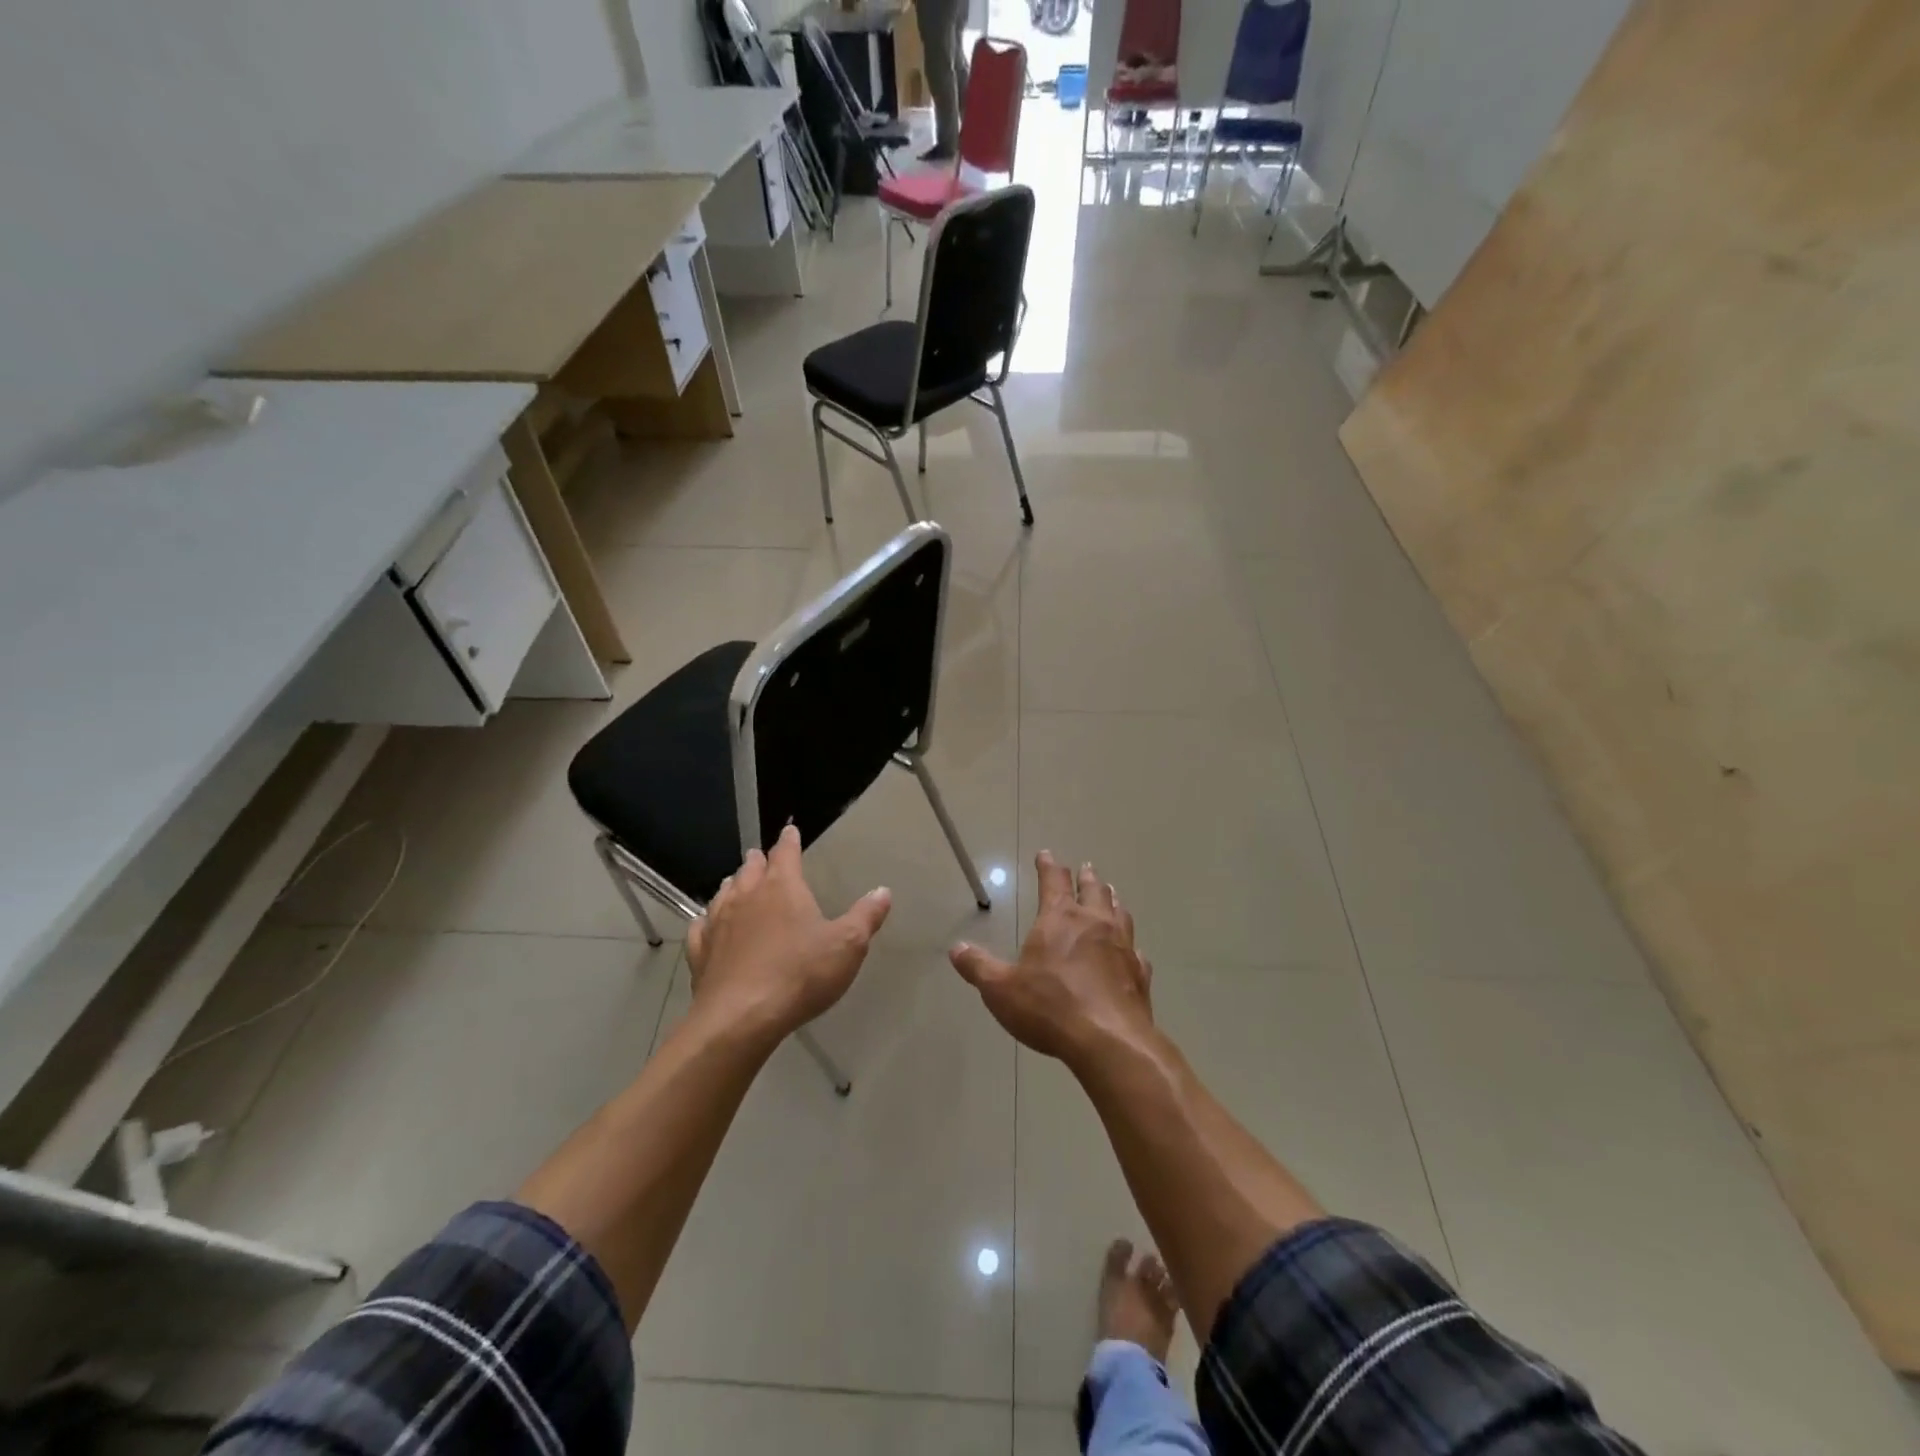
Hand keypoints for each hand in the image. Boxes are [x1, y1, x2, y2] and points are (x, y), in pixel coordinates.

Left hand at [686, 825, 891, 1043]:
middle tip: (761, 857)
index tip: (790, 830)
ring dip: (733, 885)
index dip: (789, 840)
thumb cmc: (800, 974)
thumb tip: (883, 891)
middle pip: (750, 869)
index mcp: (782, 887)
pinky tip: (707, 924)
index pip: (785, 853)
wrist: (741, 1018)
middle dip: (758, 861)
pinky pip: (702, 927)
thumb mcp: (847, 945)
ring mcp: (719, 923)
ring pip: (724, 893)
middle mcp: (746, 896)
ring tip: (736, 882)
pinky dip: (707, 920)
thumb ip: (866, 916)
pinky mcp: (701, 952)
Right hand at [949, 851, 1154, 1069]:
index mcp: (1060, 918)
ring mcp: (1122, 947)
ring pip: (1120, 913)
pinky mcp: (1139, 974)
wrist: (1108, 1041)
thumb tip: (956, 949)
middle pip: (1093, 890)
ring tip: (1111, 894)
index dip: (1048, 866)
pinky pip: (1136, 951)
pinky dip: (1131, 945)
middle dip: (1086, 877)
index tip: (1046, 855)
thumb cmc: (1050, 1007)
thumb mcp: (1000, 989)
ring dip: (1113, 900)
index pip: (1054, 881)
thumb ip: (978, 967)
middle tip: (1085, 868)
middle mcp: (1094, 923)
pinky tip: (1132, 951)